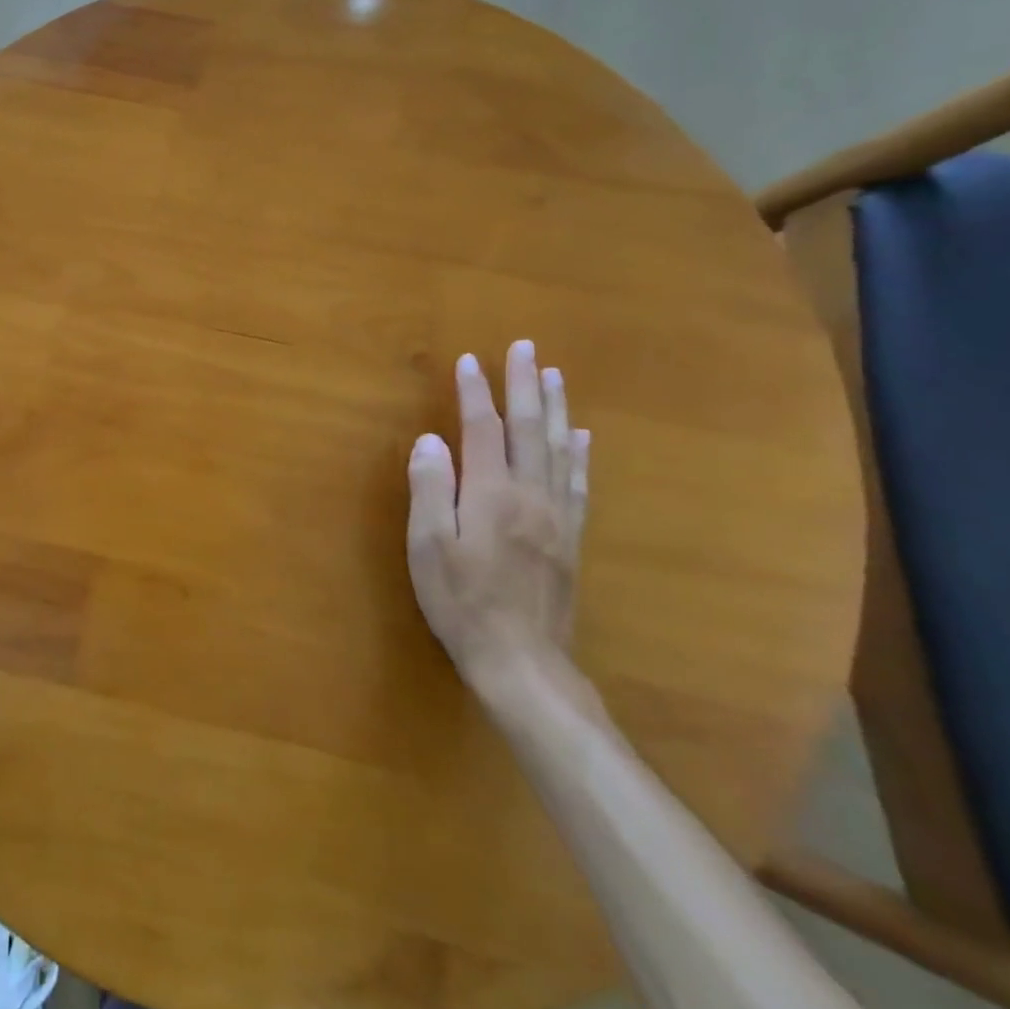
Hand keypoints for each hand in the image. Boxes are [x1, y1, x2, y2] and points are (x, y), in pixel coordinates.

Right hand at [405, 340, 590, 685]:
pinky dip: (579, 453)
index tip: (470, 360)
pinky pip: (578, 483)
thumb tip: (432, 440)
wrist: (521, 661)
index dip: (476, 392)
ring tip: (555, 375)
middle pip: (530, 429)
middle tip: (526, 348)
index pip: (484, 428)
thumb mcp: (428, 546)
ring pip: (559, 449)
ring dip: (556, 408)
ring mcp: (557, 515)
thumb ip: (430, 488)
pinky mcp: (570, 538)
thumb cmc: (461, 601)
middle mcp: (530, 494)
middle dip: (526, 385)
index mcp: (491, 493)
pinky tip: (581, 437)